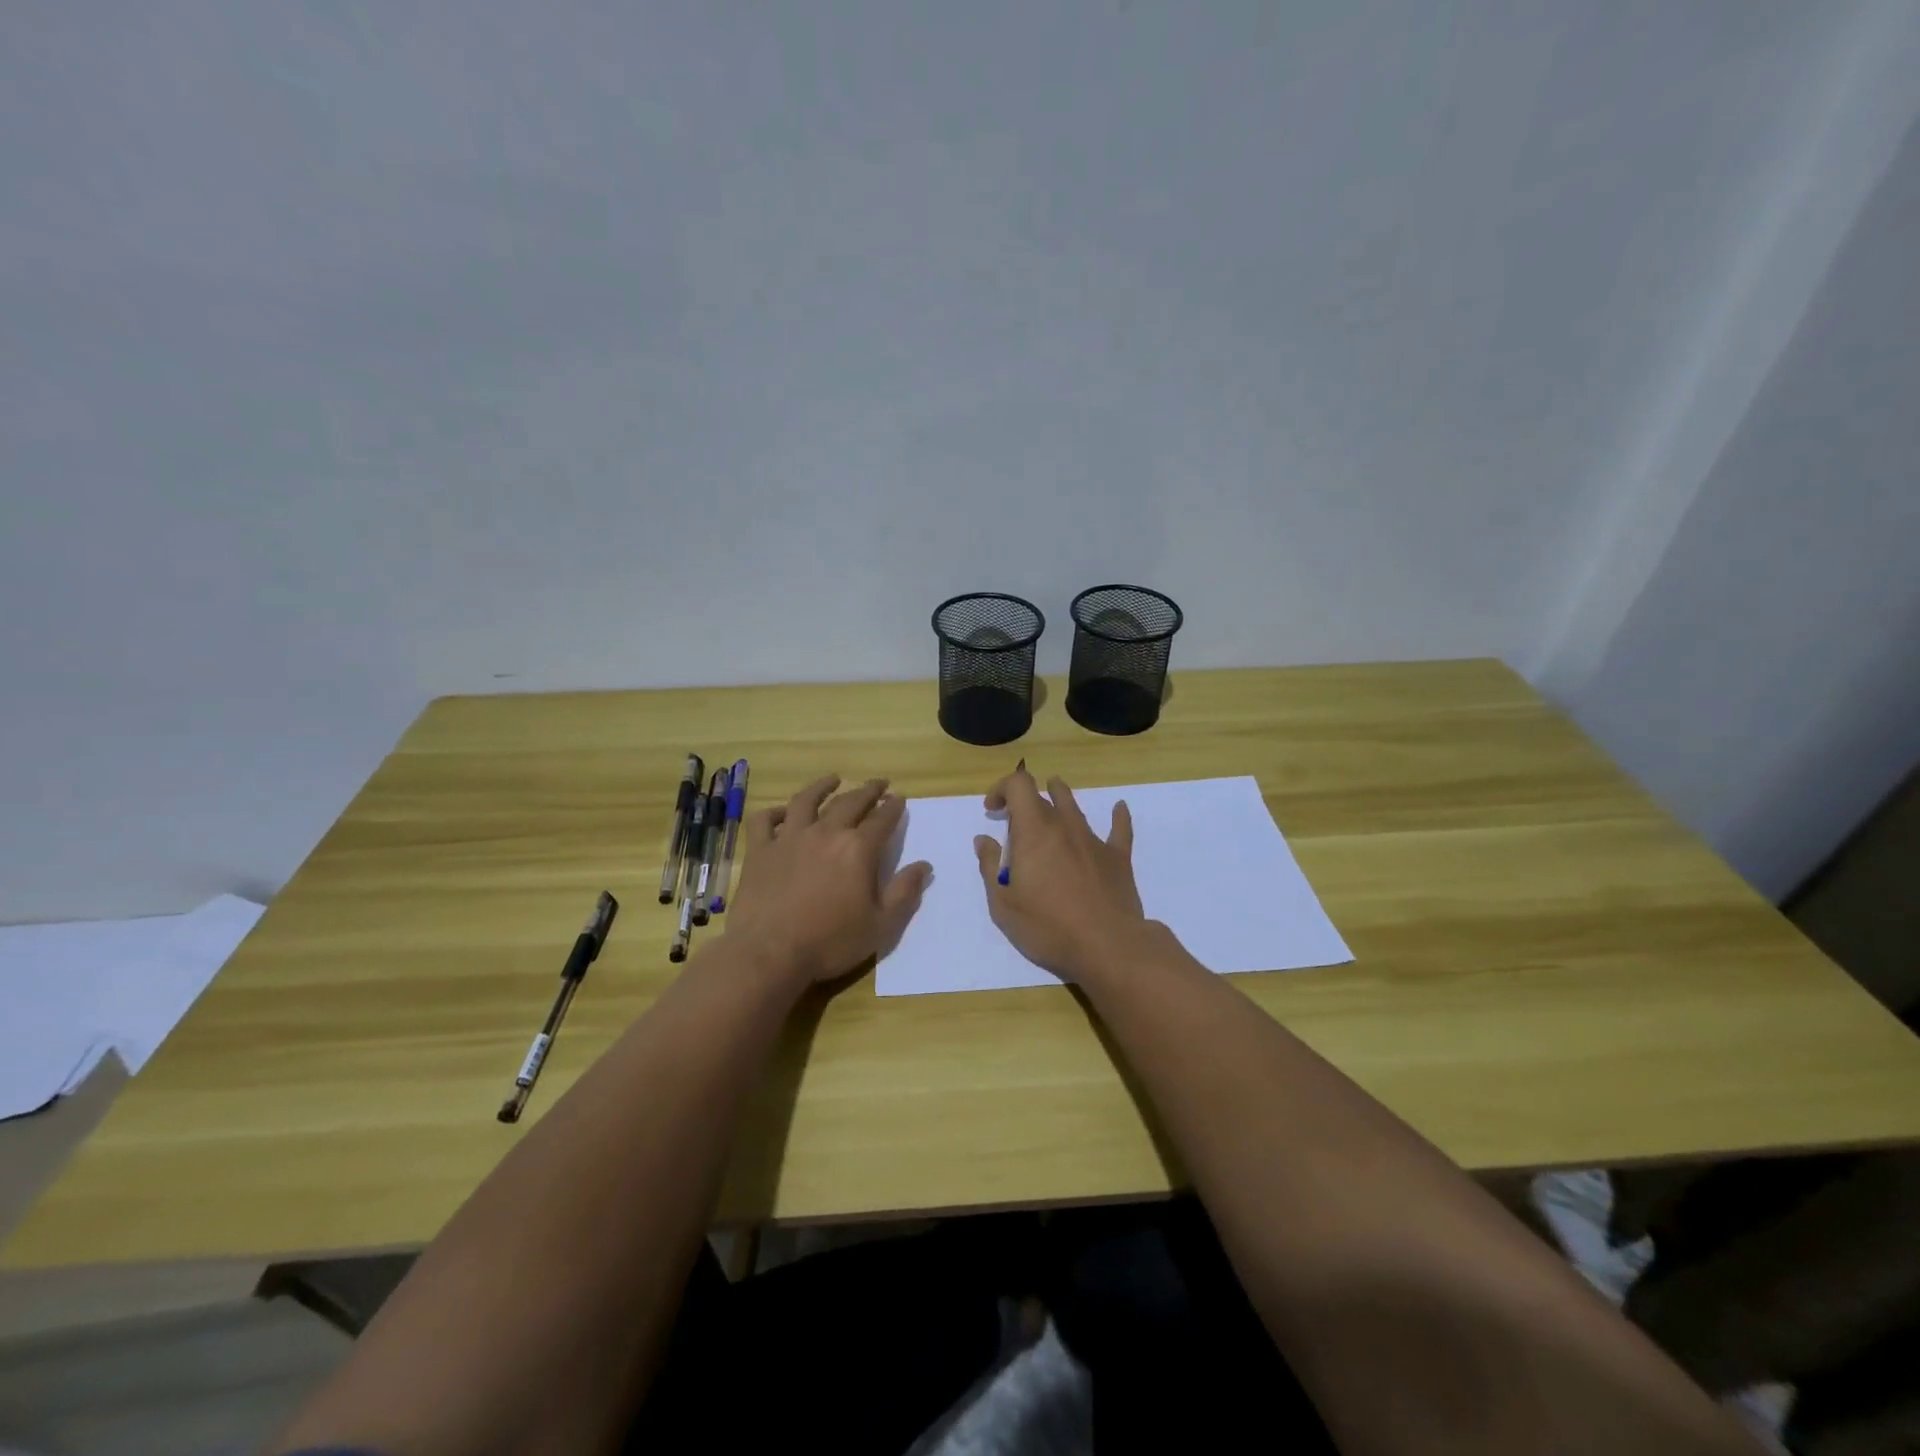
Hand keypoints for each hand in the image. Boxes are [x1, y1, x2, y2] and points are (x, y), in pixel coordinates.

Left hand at [725, 775, 931, 987]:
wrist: (769, 952)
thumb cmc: (830, 942)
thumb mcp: (880, 925)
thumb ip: (904, 892)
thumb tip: (924, 865)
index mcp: (858, 849)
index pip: (882, 819)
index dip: (893, 807)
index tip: (899, 798)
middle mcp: (825, 833)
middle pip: (849, 802)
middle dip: (867, 790)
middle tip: (878, 783)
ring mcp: (789, 838)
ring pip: (806, 801)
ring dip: (822, 787)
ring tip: (833, 779)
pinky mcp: (760, 851)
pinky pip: (765, 821)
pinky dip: (773, 813)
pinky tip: (781, 812)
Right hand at [972, 769, 1148, 980]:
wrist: (1108, 946)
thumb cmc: (1048, 926)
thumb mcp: (1003, 903)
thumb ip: (990, 867)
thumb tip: (983, 840)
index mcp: (1034, 831)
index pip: (1018, 785)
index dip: (1002, 788)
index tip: (992, 809)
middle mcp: (1064, 826)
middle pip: (1043, 797)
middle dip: (1024, 803)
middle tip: (1014, 824)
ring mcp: (1093, 840)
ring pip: (1075, 806)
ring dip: (1060, 796)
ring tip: (1054, 792)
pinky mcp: (1118, 858)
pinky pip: (1119, 828)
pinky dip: (1117, 816)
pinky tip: (1119, 807)